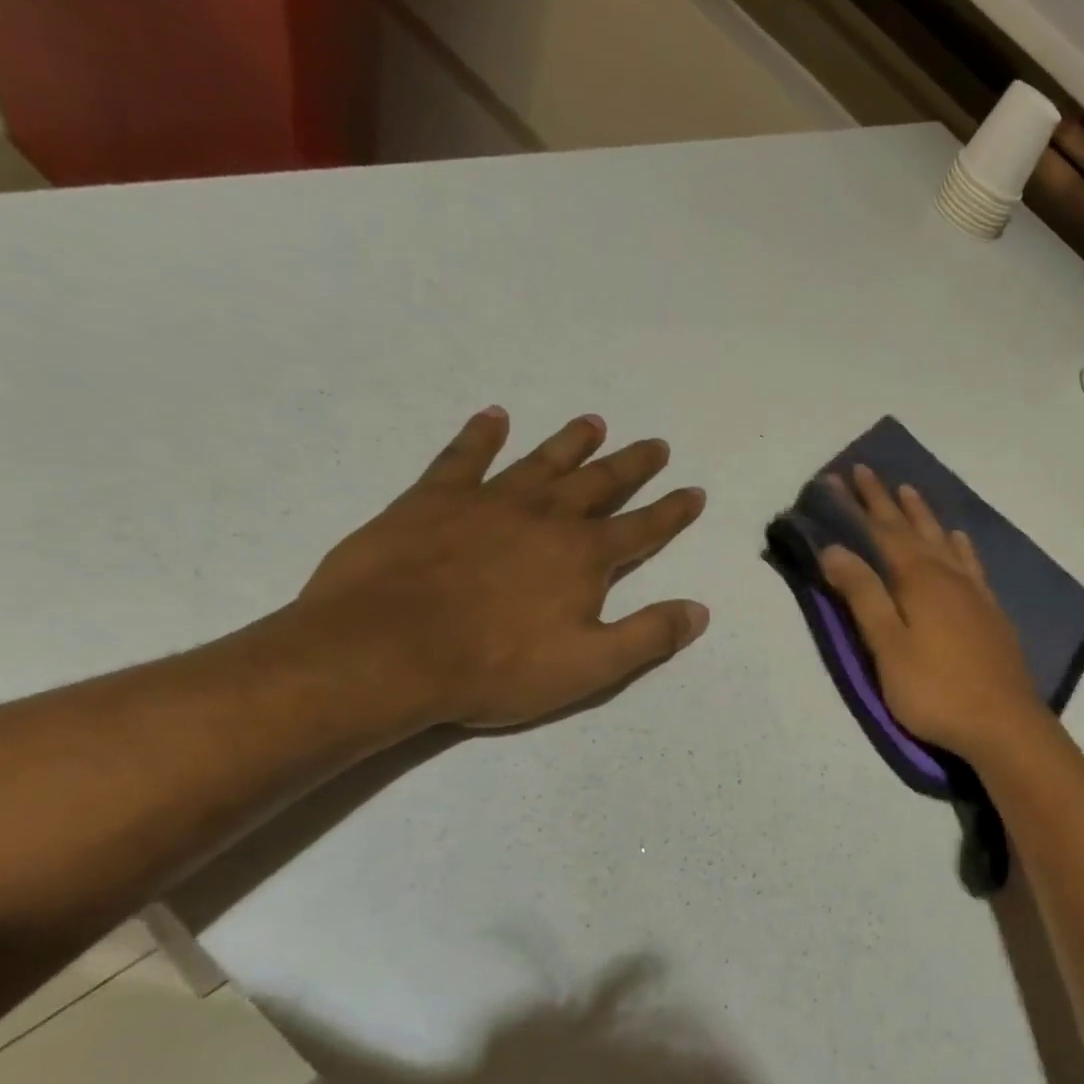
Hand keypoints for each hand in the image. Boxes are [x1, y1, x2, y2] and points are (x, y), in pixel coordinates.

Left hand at [298, 406, 708, 727]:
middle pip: (600, 483)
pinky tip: (494, 416)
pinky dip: (481, 435)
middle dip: (632, 465)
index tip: (694, 491)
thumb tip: (700, 611)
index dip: (673, 511)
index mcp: (584, 556)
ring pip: (542, 461)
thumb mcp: (590, 667)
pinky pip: (464, 457)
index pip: (643, 528)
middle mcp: (545, 517)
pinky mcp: (432, 500)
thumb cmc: (496, 667)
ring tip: (594, 421)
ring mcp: (488, 502)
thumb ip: (650, 636)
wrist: (383, 654)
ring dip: (571, 442)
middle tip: (656, 444)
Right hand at [819, 465, 1054, 761]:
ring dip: (923, 515)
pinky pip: (972, 563)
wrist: (1004, 723)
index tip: (838, 478)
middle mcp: (947, 576)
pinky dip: (960, 545)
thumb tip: (835, 549)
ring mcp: (974, 592)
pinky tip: (959, 539)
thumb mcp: (888, 647)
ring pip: (943, 540)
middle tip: (867, 471)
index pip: (881, 532)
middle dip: (886, 501)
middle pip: (912, 529)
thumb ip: (864, 596)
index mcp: (918, 581)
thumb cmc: (936, 691)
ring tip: (910, 491)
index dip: (858, 506)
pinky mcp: (990, 611)